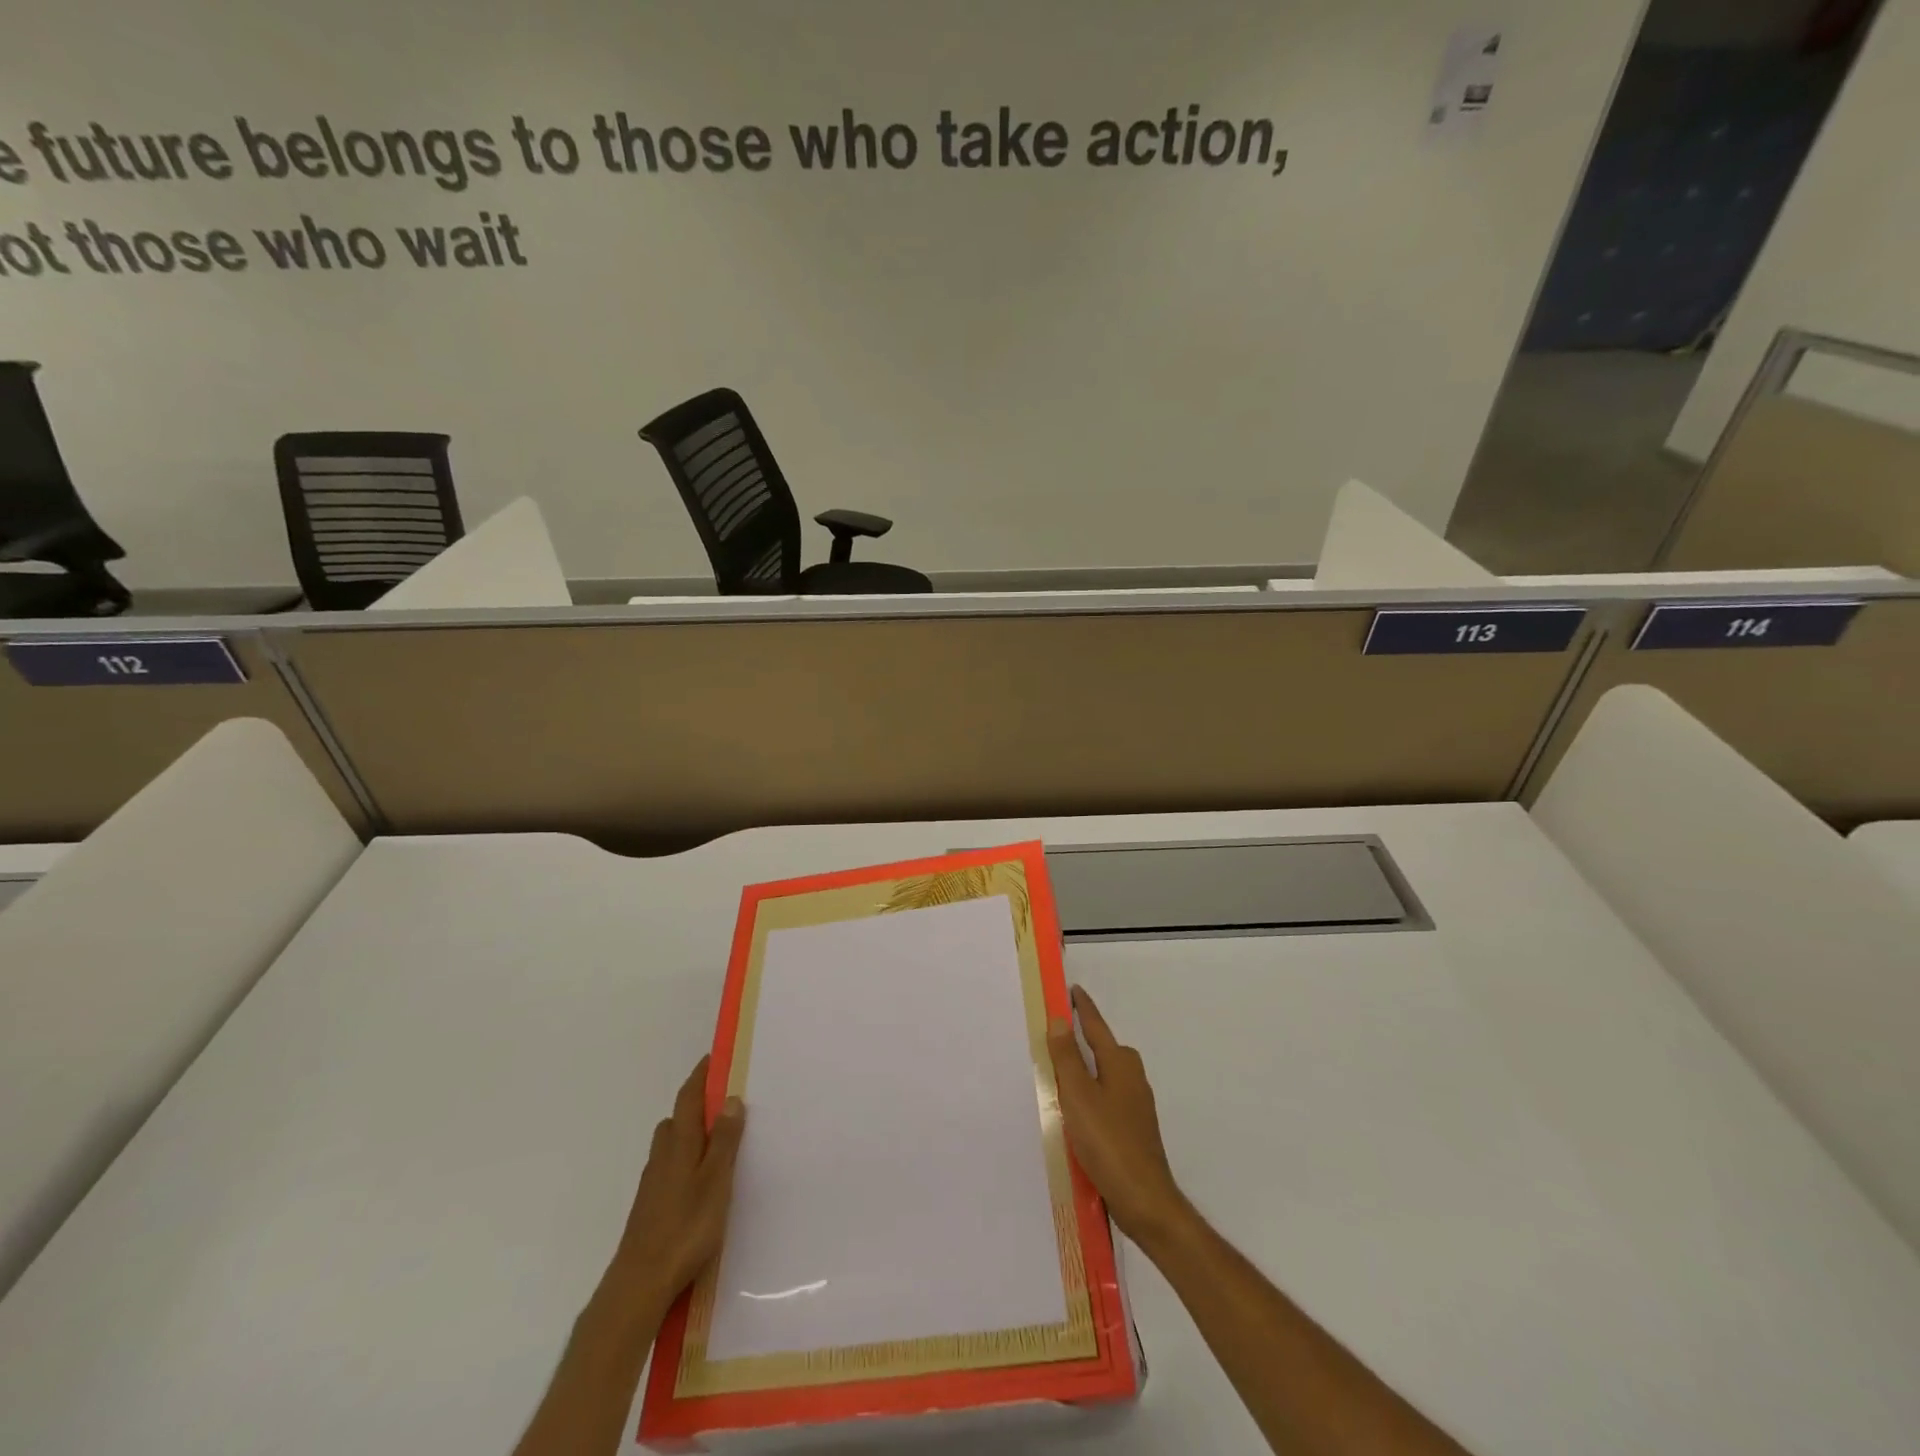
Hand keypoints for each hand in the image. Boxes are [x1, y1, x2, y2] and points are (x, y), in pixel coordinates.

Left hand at [609, 1056, 746, 1300]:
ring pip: (671, 1143)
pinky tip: (699, 1179)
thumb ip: (725, 1140)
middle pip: (677, 1118)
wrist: (640, 1282)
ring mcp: (653, 1181)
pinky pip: (669, 1165)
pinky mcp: (650, 1204)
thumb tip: (730, 1099)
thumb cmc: (685, 1227)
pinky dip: (685, 1157)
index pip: (688, 1097)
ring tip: (716, 1139)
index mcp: (680, 1143)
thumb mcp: (716, 1180)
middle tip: (723, 1100)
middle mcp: (662, 1155)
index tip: (713, 1058)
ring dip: (690, 1132)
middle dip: (696, 1104)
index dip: (700, 1076)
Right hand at [1047, 985, 1188, 1246]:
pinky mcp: (1135, 1129)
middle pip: (1106, 1049)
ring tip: (1062, 1075)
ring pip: (1107, 1076)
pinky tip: (1078, 1113)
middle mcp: (1132, 1078)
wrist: (1145, 1201)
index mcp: (1119, 1064)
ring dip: (1087, 1070)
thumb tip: (1061, 1021)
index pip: (1097, 1027)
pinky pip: (1109, 1098)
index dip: (1084, 1009)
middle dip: (1086, 1039)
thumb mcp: (1078, 1096)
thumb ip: (1067, 1058)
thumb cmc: (1108, 1142)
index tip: (1073, 990)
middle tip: (1058, 1036)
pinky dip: (1092, 1095)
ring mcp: (1137, 1105)